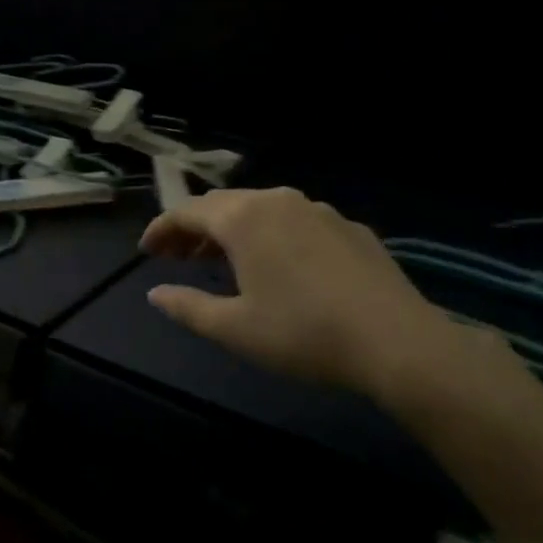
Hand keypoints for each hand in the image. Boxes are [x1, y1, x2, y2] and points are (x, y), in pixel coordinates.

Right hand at [140, 188, 476, 408]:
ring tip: (223, 260)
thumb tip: (156, 294)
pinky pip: (296, 221)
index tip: (146, 251)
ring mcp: (318, 210)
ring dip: (234, 230)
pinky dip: (272, 235)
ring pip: (261, 209)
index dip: (162, 229)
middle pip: (223, 204)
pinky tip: (280, 265)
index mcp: (243, 218)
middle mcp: (278, 200)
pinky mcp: (349, 227)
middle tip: (178, 256)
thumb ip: (188, 307)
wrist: (396, 342)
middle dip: (195, 228)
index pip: (187, 212)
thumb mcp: (234, 328)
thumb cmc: (303, 334)